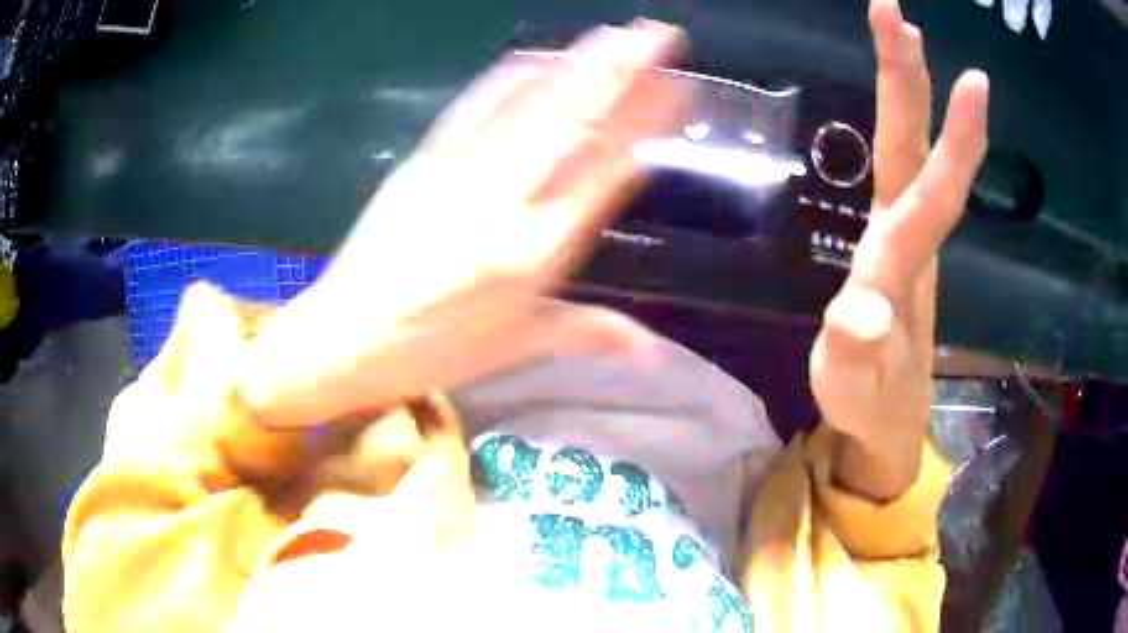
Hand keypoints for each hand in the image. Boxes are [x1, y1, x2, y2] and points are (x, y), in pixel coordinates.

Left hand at [235, 21, 689, 427]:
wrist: (344, 338)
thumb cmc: (433, 351)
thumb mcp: (515, 348)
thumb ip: (590, 332)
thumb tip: (656, 353)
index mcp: (537, 251)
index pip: (608, 169)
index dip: (647, 124)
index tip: (678, 91)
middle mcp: (506, 200)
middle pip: (575, 120)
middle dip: (623, 70)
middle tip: (660, 35)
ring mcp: (460, 170)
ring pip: (532, 103)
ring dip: (578, 62)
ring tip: (615, 33)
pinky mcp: (424, 158)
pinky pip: (474, 105)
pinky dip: (511, 75)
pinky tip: (538, 54)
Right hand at [809, 0, 988, 499]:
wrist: (884, 421)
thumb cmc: (870, 406)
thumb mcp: (852, 392)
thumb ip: (854, 356)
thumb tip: (859, 314)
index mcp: (900, 265)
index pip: (931, 193)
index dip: (954, 139)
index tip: (971, 77)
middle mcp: (906, 236)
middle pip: (912, 146)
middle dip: (908, 79)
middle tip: (897, 15)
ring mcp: (900, 236)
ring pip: (907, 149)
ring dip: (905, 88)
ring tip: (903, 34)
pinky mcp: (891, 242)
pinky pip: (901, 170)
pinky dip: (901, 121)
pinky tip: (899, 97)